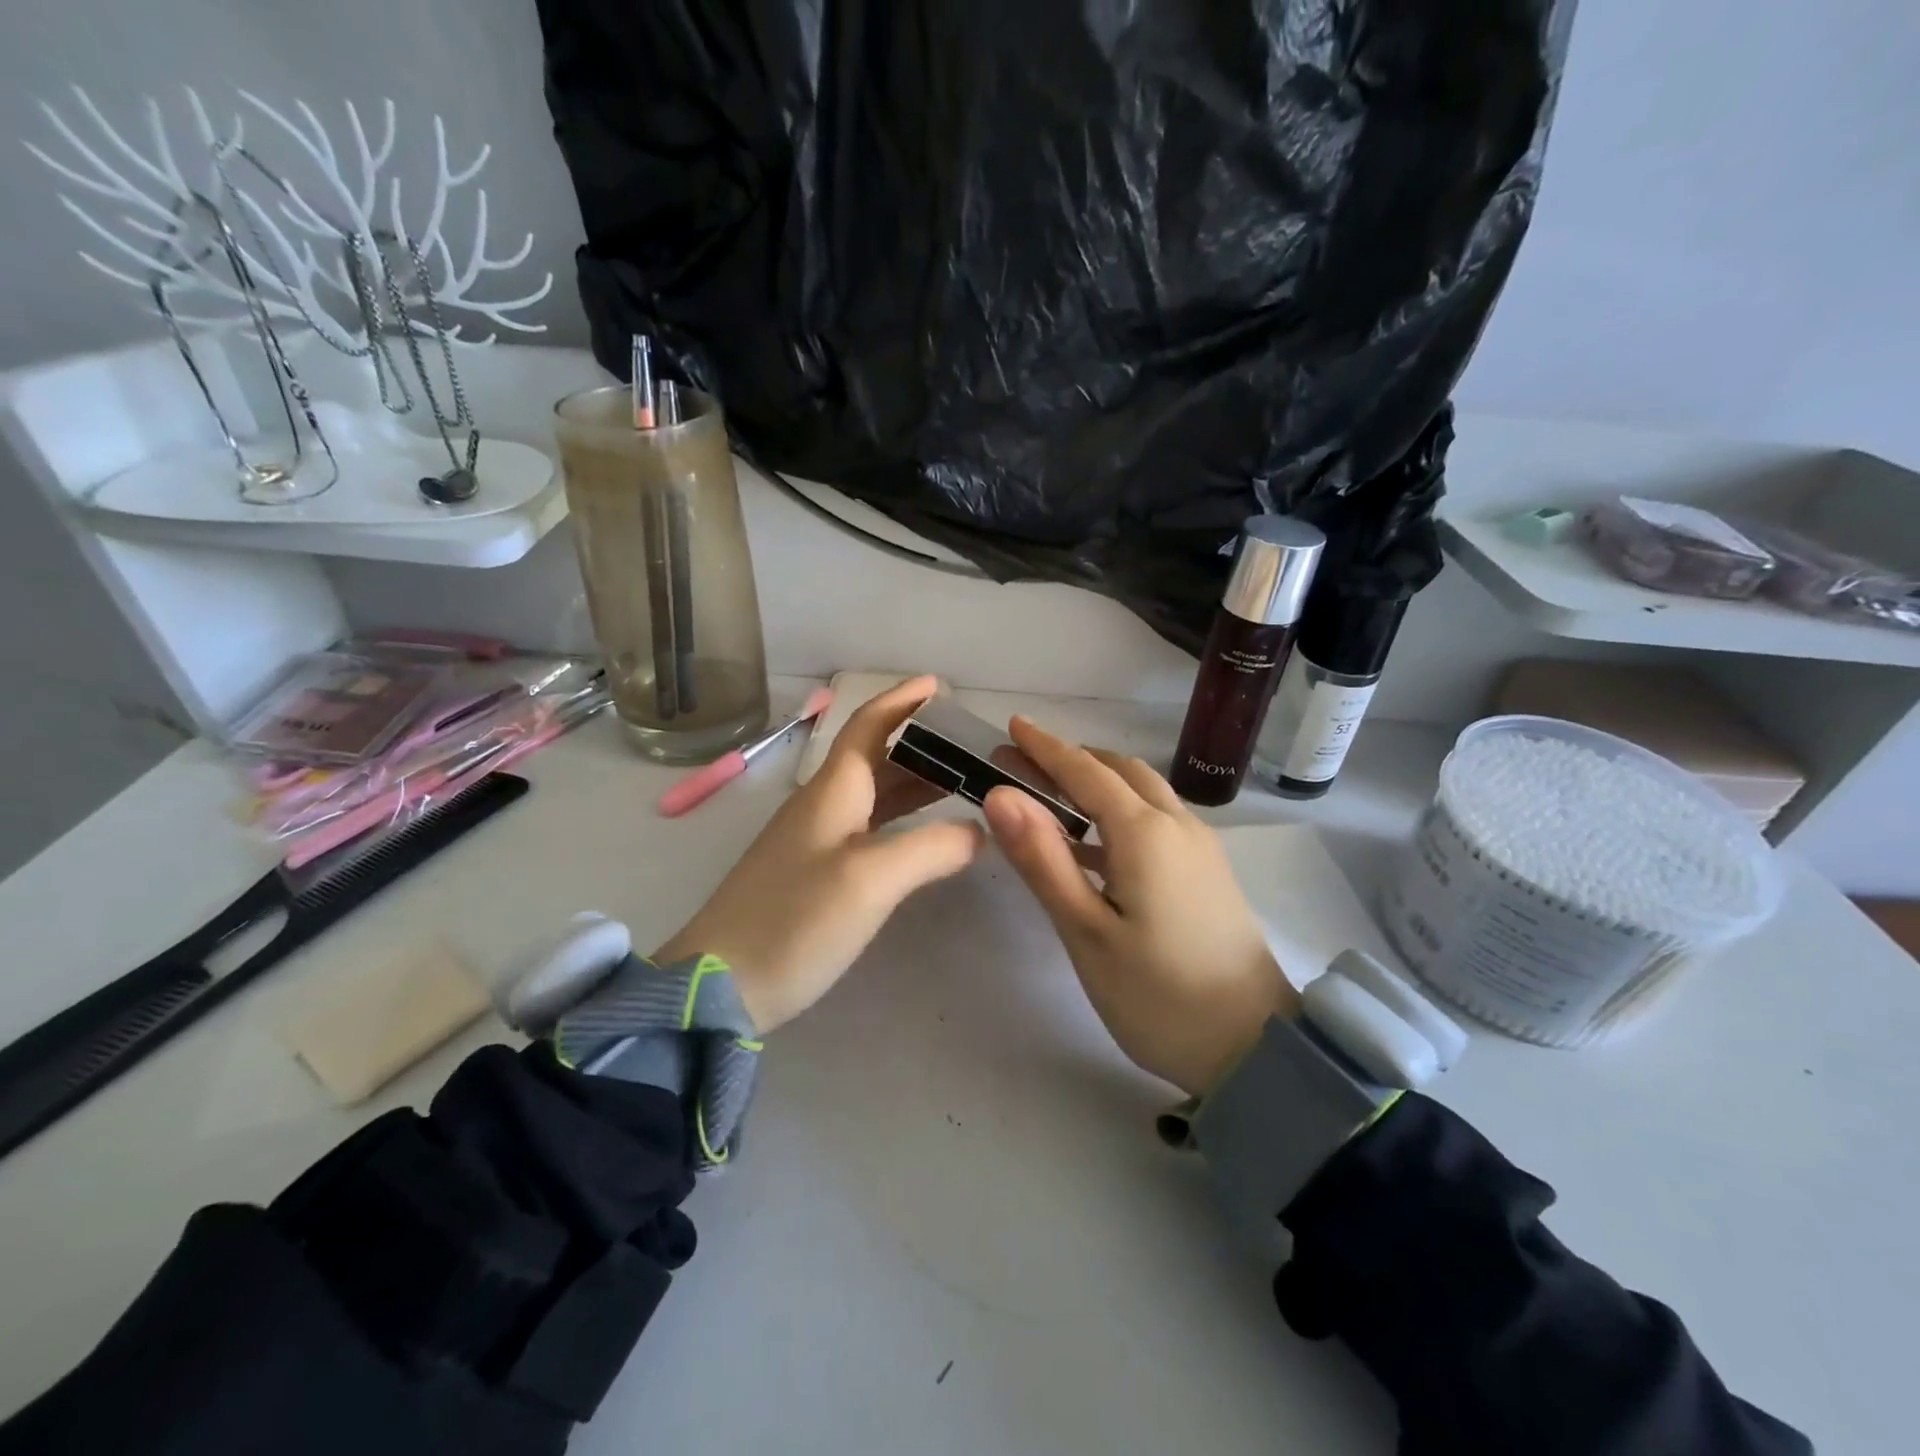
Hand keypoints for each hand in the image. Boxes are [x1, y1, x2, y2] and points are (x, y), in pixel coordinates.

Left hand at [653, 676, 980, 1033]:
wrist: (719, 985)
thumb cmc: (794, 920)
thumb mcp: (871, 879)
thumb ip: (931, 847)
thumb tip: (979, 831)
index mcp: (833, 790)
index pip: (870, 725)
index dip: (902, 700)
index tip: (938, 685)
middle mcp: (823, 805)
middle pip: (876, 757)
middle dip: (921, 744)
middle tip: (970, 746)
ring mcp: (815, 841)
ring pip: (873, 795)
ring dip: (915, 782)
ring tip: (962, 784)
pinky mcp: (814, 874)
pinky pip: (868, 829)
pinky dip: (902, 822)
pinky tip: (925, 839)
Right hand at [983, 717, 1298, 1096]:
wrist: (1254, 1048)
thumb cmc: (1158, 995)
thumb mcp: (1086, 932)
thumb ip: (1043, 860)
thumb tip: (1000, 795)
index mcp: (1145, 833)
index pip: (1085, 770)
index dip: (1045, 746)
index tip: (1011, 726)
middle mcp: (1177, 825)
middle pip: (1118, 772)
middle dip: (1069, 760)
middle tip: (1019, 765)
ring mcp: (1199, 848)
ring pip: (1142, 793)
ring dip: (1096, 783)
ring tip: (1048, 796)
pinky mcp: (1207, 872)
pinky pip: (1156, 820)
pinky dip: (1118, 812)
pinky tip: (1092, 844)